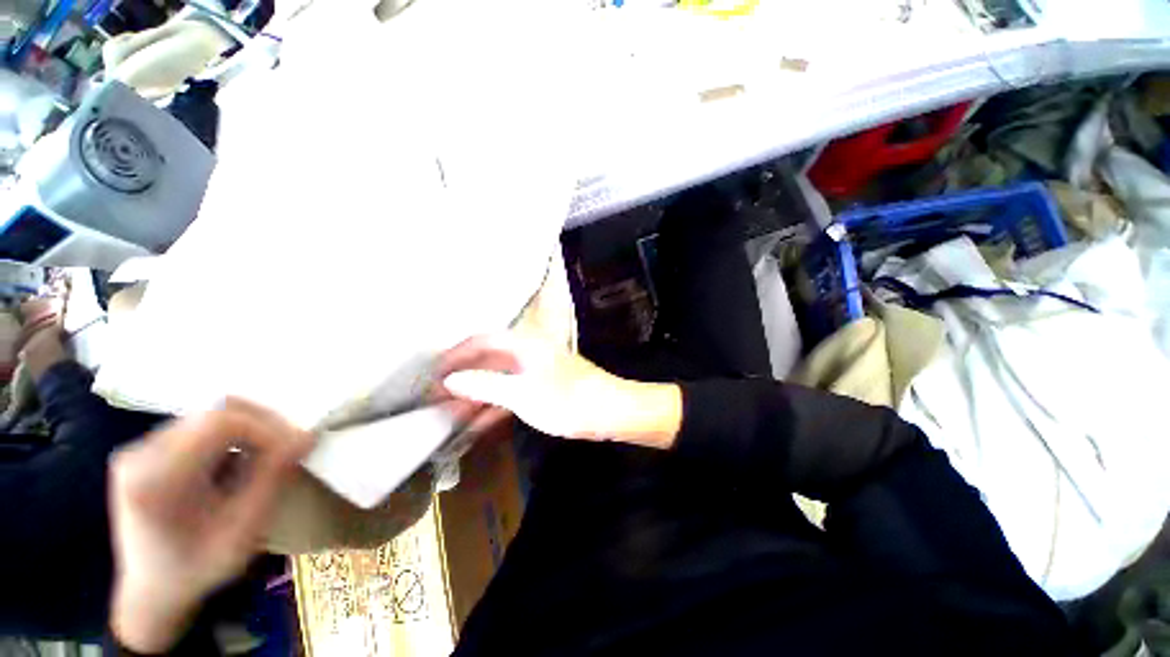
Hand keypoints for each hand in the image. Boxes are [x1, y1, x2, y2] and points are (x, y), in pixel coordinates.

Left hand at [108, 398, 312, 652]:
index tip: (296, 447)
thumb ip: (272, 477)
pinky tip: (238, 461)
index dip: (267, 428)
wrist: (150, 592)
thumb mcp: (243, 529)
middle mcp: (141, 453)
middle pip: (214, 412)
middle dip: (262, 423)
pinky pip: (198, 427)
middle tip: (289, 445)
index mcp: (157, 477)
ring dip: (248, 429)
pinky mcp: (146, 451)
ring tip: (266, 455)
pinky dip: (230, 437)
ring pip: (209, 415)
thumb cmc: (198, 567)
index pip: (220, 423)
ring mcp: (139, 449)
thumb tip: (308, 435)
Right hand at [437, 333, 681, 448]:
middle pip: (489, 360)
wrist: (609, 411)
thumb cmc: (565, 399)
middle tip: (436, 396)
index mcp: (524, 344)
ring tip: (449, 413)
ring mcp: (537, 371)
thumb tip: (451, 380)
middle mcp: (529, 352)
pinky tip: (477, 424)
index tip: (433, 373)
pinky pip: (512, 393)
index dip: (456, 355)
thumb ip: (485, 385)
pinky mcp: (543, 388)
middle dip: (463, 378)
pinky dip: (495, 407)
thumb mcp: (521, 394)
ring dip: (477, 395)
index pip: (482, 341)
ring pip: (499, 379)